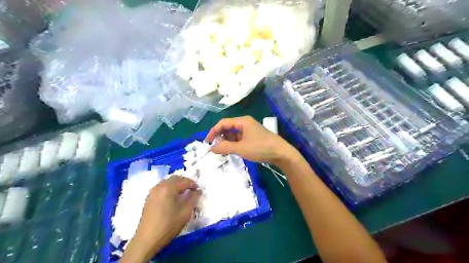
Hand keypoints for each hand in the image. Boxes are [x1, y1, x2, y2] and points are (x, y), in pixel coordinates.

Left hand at [121, 176, 199, 262]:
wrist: (147, 239)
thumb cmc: (168, 226)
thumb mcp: (185, 213)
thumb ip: (193, 199)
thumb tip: (197, 191)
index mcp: (169, 188)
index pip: (184, 181)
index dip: (193, 184)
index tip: (199, 190)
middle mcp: (160, 186)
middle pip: (175, 178)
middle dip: (185, 182)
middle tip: (192, 189)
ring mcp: (153, 191)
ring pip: (168, 181)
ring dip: (177, 184)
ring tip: (184, 192)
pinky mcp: (149, 197)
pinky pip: (162, 186)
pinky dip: (170, 187)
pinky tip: (173, 196)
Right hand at [206, 115, 299, 165]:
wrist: (281, 153)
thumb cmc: (261, 148)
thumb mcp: (241, 148)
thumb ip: (224, 147)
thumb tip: (211, 148)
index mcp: (242, 121)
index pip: (223, 123)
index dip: (213, 131)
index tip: (207, 142)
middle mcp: (245, 123)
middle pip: (228, 128)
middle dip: (220, 137)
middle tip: (214, 148)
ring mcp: (250, 131)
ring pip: (233, 134)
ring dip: (226, 142)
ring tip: (222, 153)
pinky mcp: (253, 137)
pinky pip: (239, 139)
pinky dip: (233, 144)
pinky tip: (231, 152)